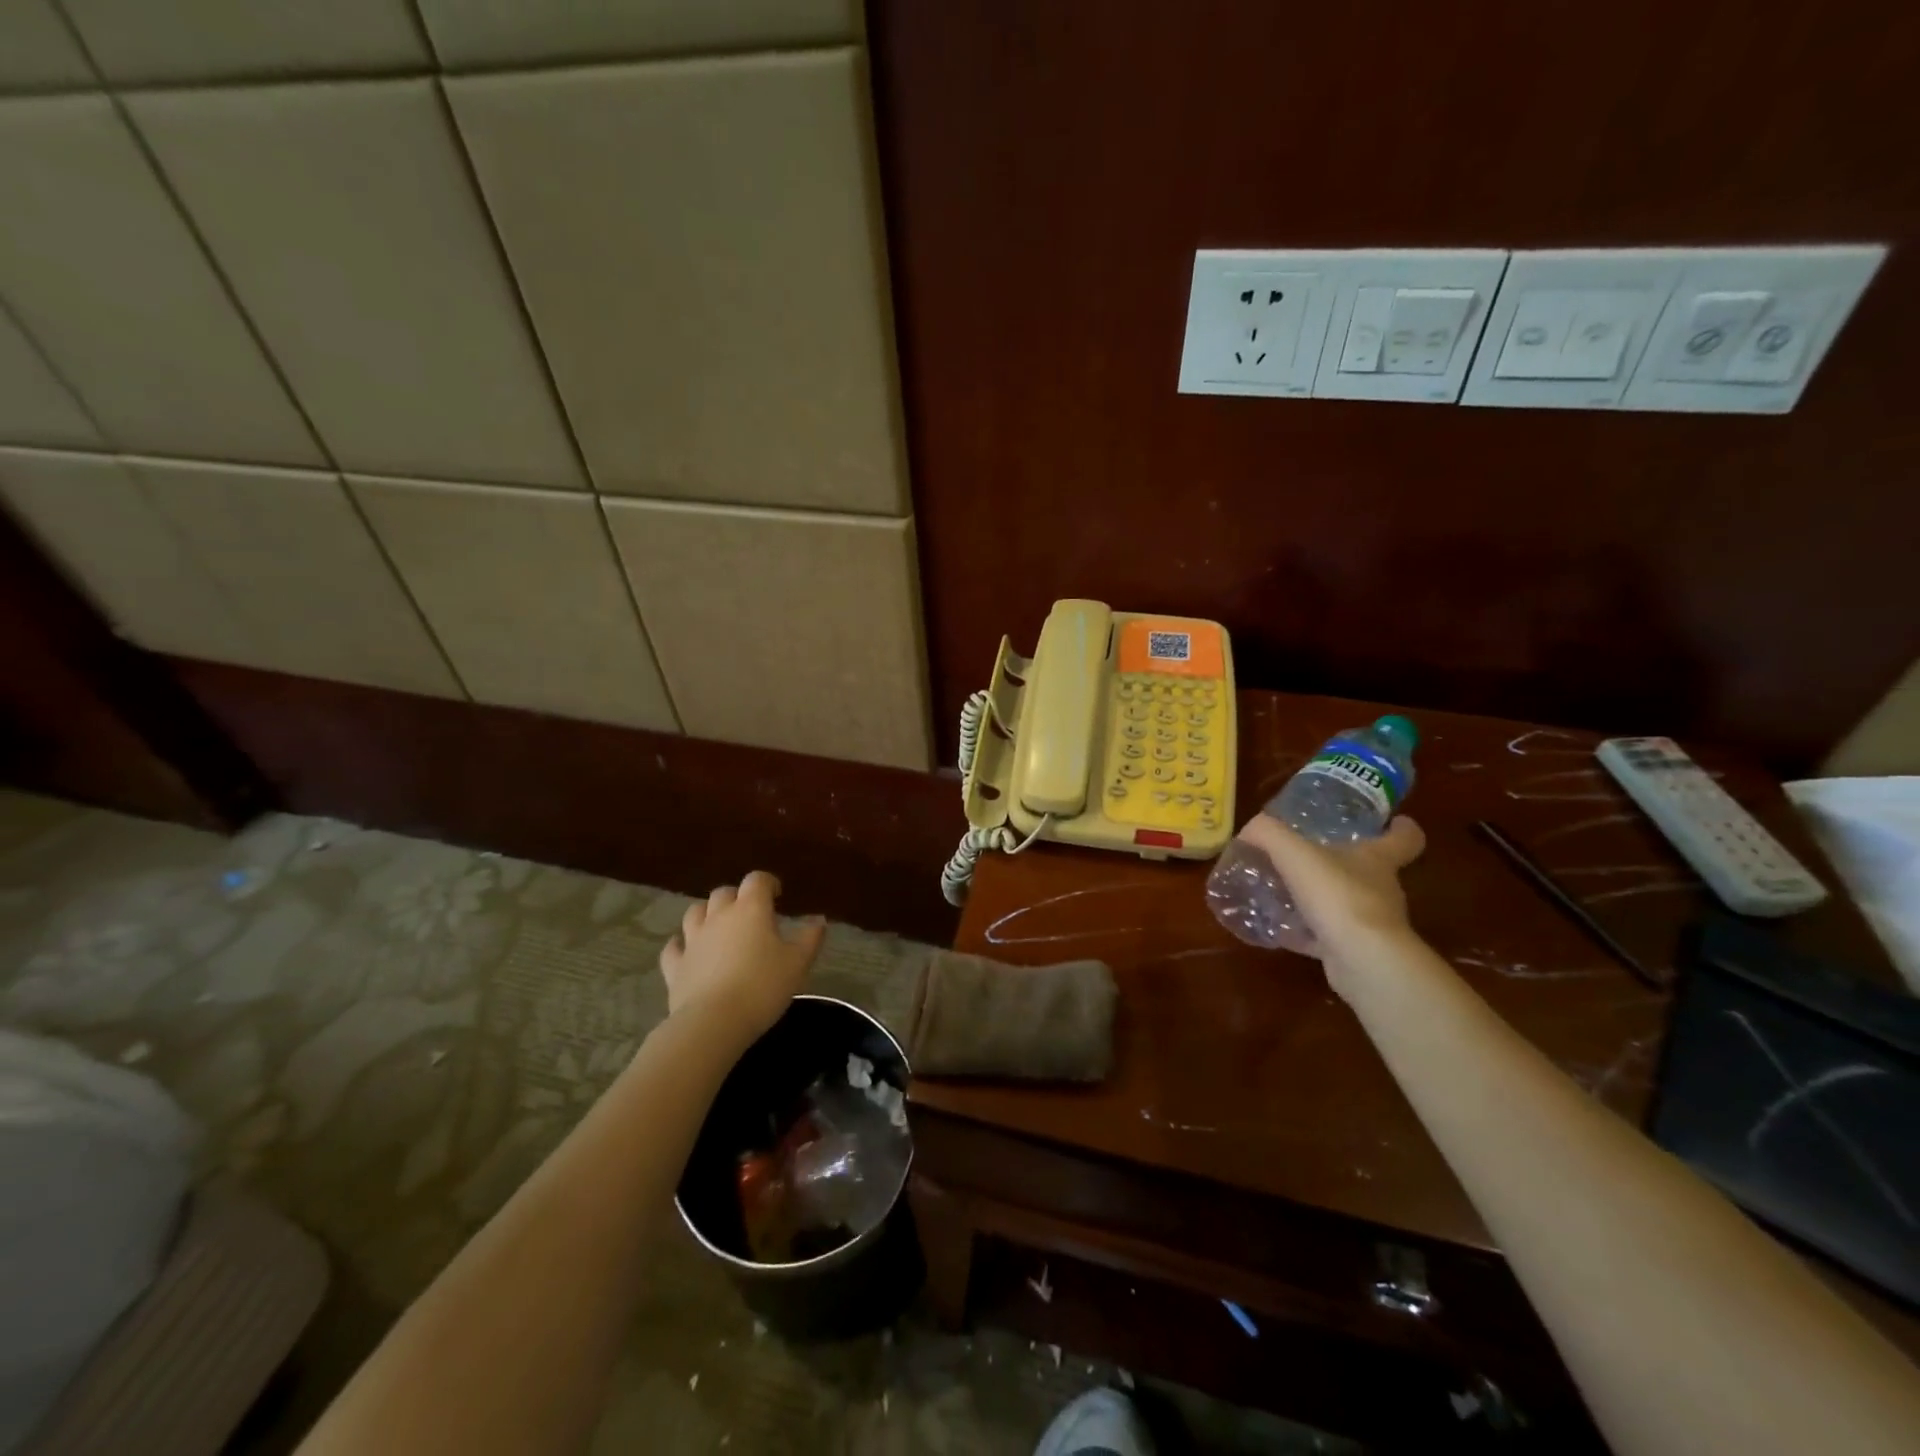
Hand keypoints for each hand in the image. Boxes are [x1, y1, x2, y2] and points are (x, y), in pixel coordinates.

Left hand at [659, 871, 825, 1045]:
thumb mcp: (798, 963)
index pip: (757, 880)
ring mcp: (693, 940)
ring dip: (707, 914)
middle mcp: (719, 916)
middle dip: (737, 897)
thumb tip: (819, 919)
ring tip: (718, 926)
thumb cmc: (763, 987)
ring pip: (695, 912)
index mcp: (751, 909)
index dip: (768, 883)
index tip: (777, 895)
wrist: (714, 1022)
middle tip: (750, 913)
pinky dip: (681, 944)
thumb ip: (810, 938)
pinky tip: (687, 951)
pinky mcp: (675, 965)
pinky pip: (674, 947)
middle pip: (724, 893)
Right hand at [1234, 814, 1425, 985]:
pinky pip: (1325, 936)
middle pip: (1369, 870)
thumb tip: (1250, 830)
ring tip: (1283, 893)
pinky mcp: (1354, 952)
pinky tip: (1277, 929)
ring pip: (1344, 904)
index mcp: (1377, 860)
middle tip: (1307, 857)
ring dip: (1319, 899)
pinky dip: (1304, 932)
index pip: (1404, 838)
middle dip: (1342, 863)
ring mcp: (1370, 924)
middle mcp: (1380, 890)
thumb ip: (1268, 834)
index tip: (1393, 821)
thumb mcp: (1294, 853)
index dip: (1401, 827)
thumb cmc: (1338, 895)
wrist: (1362, 961)